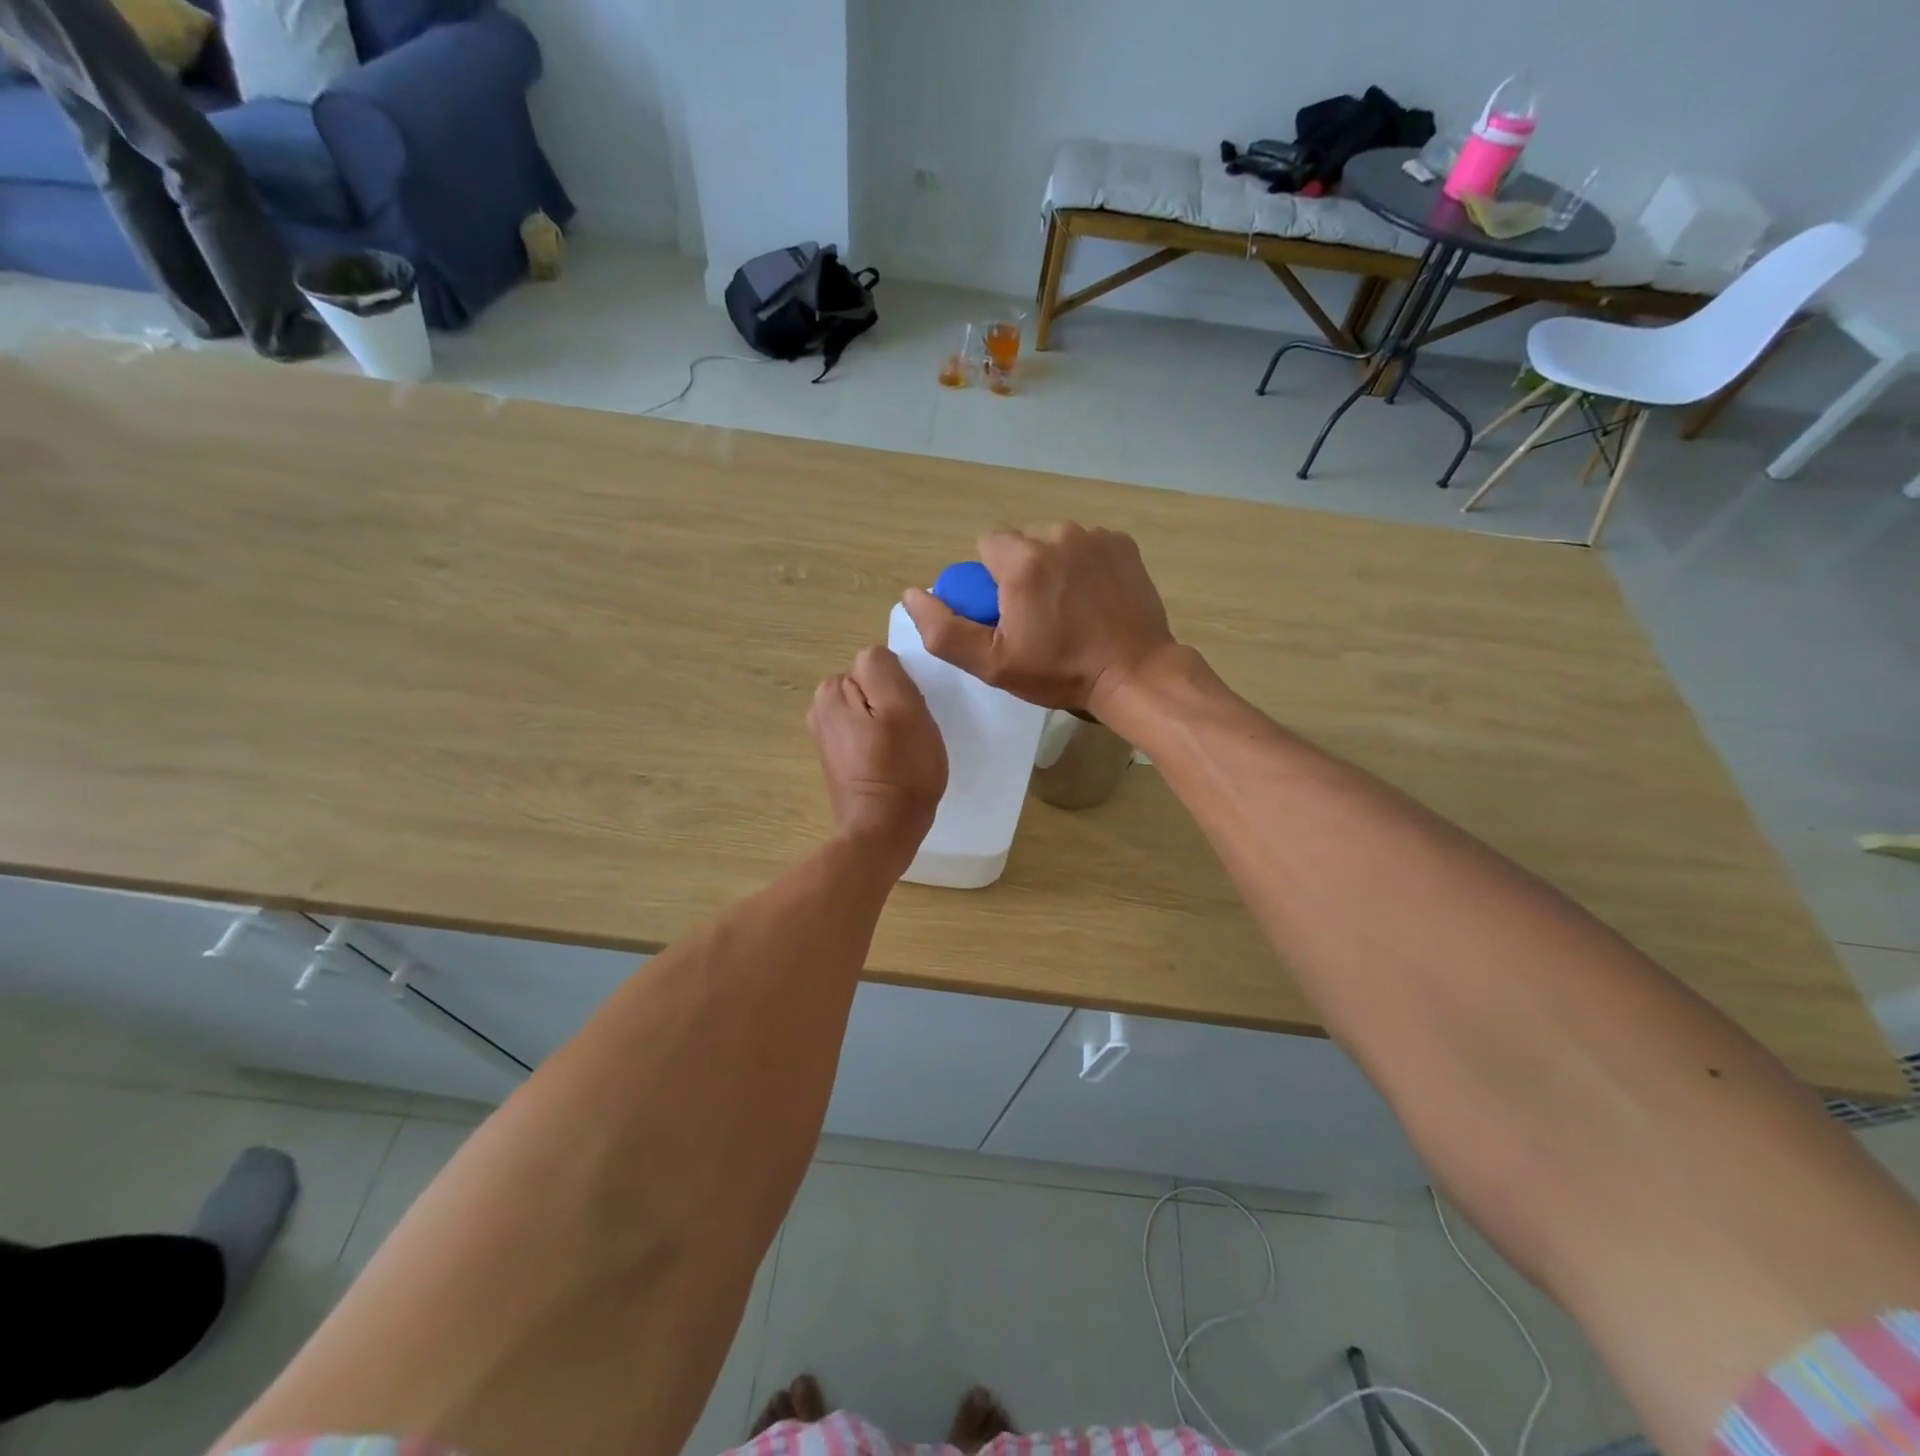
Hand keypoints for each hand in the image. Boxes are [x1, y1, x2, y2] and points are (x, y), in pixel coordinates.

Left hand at [808, 646, 947, 859]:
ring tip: (902, 751)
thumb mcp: (903, 706)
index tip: (909, 715)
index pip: (878, 664)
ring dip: (889, 724)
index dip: (900, 687)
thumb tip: (875, 661)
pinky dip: (881, 743)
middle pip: (872, 685)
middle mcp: (819, 707)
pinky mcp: (837, 757)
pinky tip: (891, 764)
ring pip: (872, 709)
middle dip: (892, 703)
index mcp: (831, 690)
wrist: (883, 831)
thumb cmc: (901, 769)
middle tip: (908, 734)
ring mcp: (826, 734)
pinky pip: (867, 733)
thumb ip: (883, 668)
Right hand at [901, 523, 1176, 715]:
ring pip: (1054, 541)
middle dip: (1020, 570)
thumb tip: (913, 594)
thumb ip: (944, 630)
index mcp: (1023, 560)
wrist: (1134, 674)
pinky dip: (1084, 564)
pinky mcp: (1123, 544)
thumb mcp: (993, 664)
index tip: (1007, 613)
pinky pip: (1087, 545)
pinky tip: (1093, 598)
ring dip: (1052, 565)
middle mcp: (1059, 534)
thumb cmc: (1060, 672)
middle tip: (1037, 614)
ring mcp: (1096, 536)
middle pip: (1021, 541)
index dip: (990, 580)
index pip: (986, 545)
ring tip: (1068, 608)